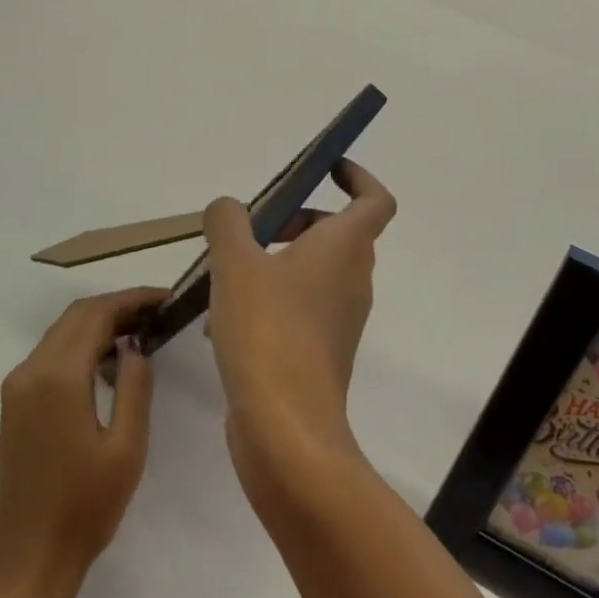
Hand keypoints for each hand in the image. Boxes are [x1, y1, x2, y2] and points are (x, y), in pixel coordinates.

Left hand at [0, 287, 163, 597]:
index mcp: (57, 377)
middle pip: (76, 316)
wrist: (26, 562)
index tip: (166, 298)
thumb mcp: (126, 447)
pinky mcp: (14, 405)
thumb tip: (134, 344)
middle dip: (117, 307)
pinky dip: (81, 346)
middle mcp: (30, 371)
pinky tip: (109, 363)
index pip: (96, 314)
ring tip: (141, 333)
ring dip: (99, 324)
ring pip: (62, 333)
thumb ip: (134, 385)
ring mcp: (16, 388)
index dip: (132, 299)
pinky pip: (51, 356)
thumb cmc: (84, 509)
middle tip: (158, 314)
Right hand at [202, 161, 396, 503]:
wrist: (286, 429)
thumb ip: (229, 222)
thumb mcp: (236, 263)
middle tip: (248, 231)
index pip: (375, 200)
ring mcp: (340, 319)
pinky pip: (299, 308)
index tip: (324, 168)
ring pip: (310, 272)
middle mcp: (352, 279)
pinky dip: (268, 301)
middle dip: (292, 221)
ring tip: (223, 278)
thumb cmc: (268, 331)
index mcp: (345, 248)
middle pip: (334, 233)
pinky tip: (223, 322)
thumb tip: (229, 208)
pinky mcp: (321, 352)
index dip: (357, 176)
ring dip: (272, 263)